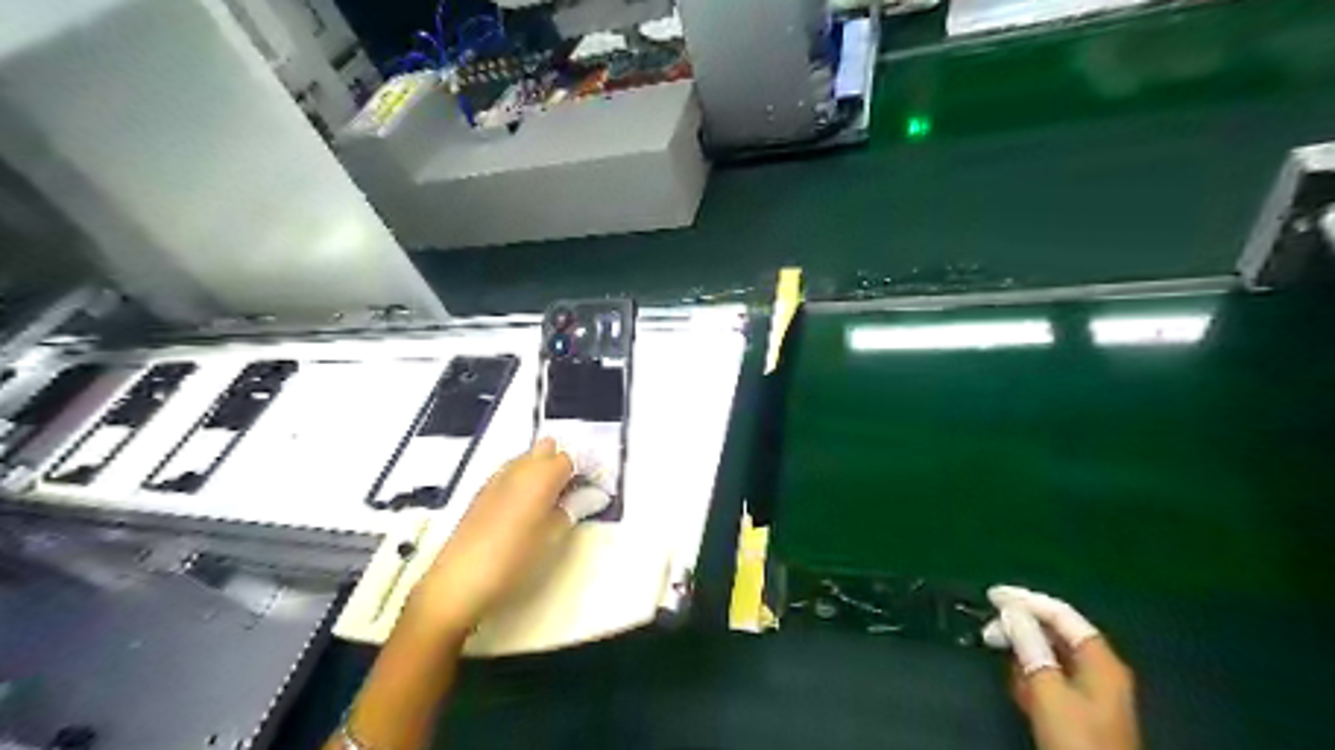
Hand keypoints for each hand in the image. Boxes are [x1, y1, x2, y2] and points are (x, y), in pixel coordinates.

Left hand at [405, 438, 577, 634]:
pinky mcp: (482, 492)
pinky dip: (522, 480)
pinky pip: (510, 473)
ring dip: (539, 470)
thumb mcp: (553, 537)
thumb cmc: (515, 559)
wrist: (460, 580)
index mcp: (542, 476)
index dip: (581, 471)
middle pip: (546, 450)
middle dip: (559, 463)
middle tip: (570, 491)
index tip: (589, 489)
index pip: (569, 458)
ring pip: (526, 459)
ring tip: (548, 500)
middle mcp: (519, 468)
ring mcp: (497, 478)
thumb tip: (588, 496)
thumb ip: (572, 510)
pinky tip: (524, 507)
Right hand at [978, 586, 1136, 749]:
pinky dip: (1032, 676)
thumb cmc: (1076, 738)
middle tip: (988, 634)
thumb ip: (1030, 646)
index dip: (1026, 600)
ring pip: (1050, 656)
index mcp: (1099, 659)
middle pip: (1055, 632)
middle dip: (1021, 630)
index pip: (1061, 614)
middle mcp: (1099, 668)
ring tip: (1006, 667)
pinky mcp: (1081, 709)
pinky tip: (1018, 688)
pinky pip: (1052, 678)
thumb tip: (1012, 611)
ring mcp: (1092, 690)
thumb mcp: (1047, 690)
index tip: (991, 596)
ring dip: (1024, 655)